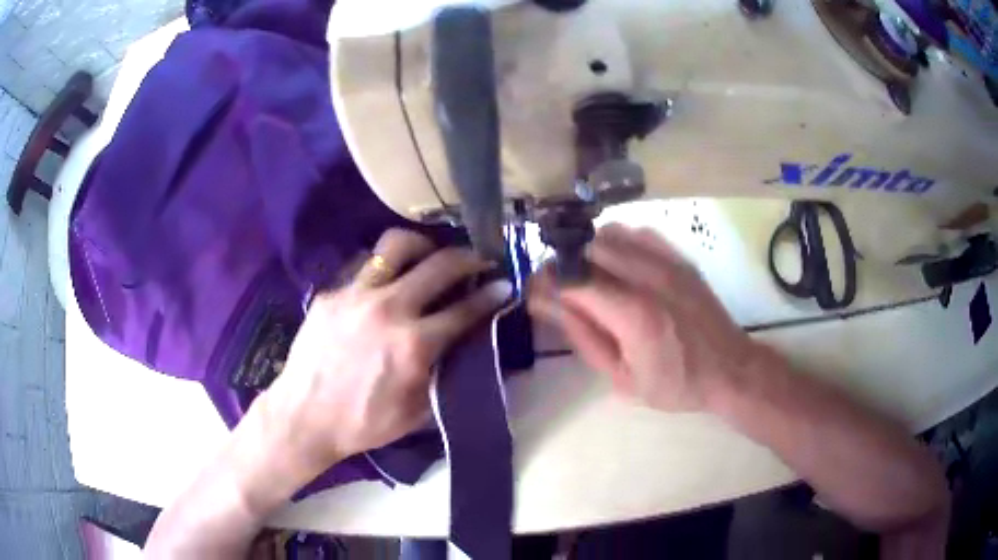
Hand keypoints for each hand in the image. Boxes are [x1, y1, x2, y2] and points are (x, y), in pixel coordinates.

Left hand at [257, 229, 511, 476]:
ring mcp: (356, 295)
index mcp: (414, 345)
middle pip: (441, 264)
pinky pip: (364, 266)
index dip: (492, 294)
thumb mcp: (417, 412)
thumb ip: (447, 375)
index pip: (466, 308)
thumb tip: (470, 349)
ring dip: (424, 246)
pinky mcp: (331, 294)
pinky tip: (386, 282)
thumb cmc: (364, 423)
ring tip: (430, 256)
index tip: (504, 285)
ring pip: (397, 246)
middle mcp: (389, 309)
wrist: (305, 417)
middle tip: (479, 260)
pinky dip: (384, 269)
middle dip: (469, 258)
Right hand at [529, 224, 758, 410]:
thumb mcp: (620, 376)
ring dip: (588, 251)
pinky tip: (618, 266)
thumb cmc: (674, 382)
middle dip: (562, 265)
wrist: (729, 368)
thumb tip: (544, 301)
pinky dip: (617, 243)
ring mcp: (666, 260)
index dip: (544, 282)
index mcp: (632, 313)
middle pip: (585, 247)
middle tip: (560, 289)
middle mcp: (647, 276)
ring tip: (588, 278)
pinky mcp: (677, 256)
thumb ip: (581, 335)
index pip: (570, 278)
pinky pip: (636, 232)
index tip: (536, 295)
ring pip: (608, 233)